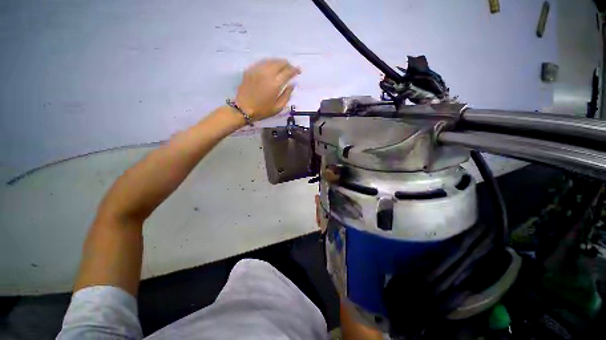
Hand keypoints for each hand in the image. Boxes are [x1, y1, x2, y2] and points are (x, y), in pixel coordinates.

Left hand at [235, 59, 300, 120]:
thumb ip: (287, 95)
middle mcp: (267, 73)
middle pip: (280, 62)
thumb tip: (292, 84)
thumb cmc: (262, 110)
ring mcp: (257, 70)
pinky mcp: (250, 70)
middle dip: (287, 64)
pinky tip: (271, 68)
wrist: (243, 109)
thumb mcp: (278, 107)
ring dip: (279, 62)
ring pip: (271, 60)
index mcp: (275, 84)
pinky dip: (269, 63)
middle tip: (291, 69)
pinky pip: (262, 62)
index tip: (299, 71)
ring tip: (282, 67)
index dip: (295, 70)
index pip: (288, 72)